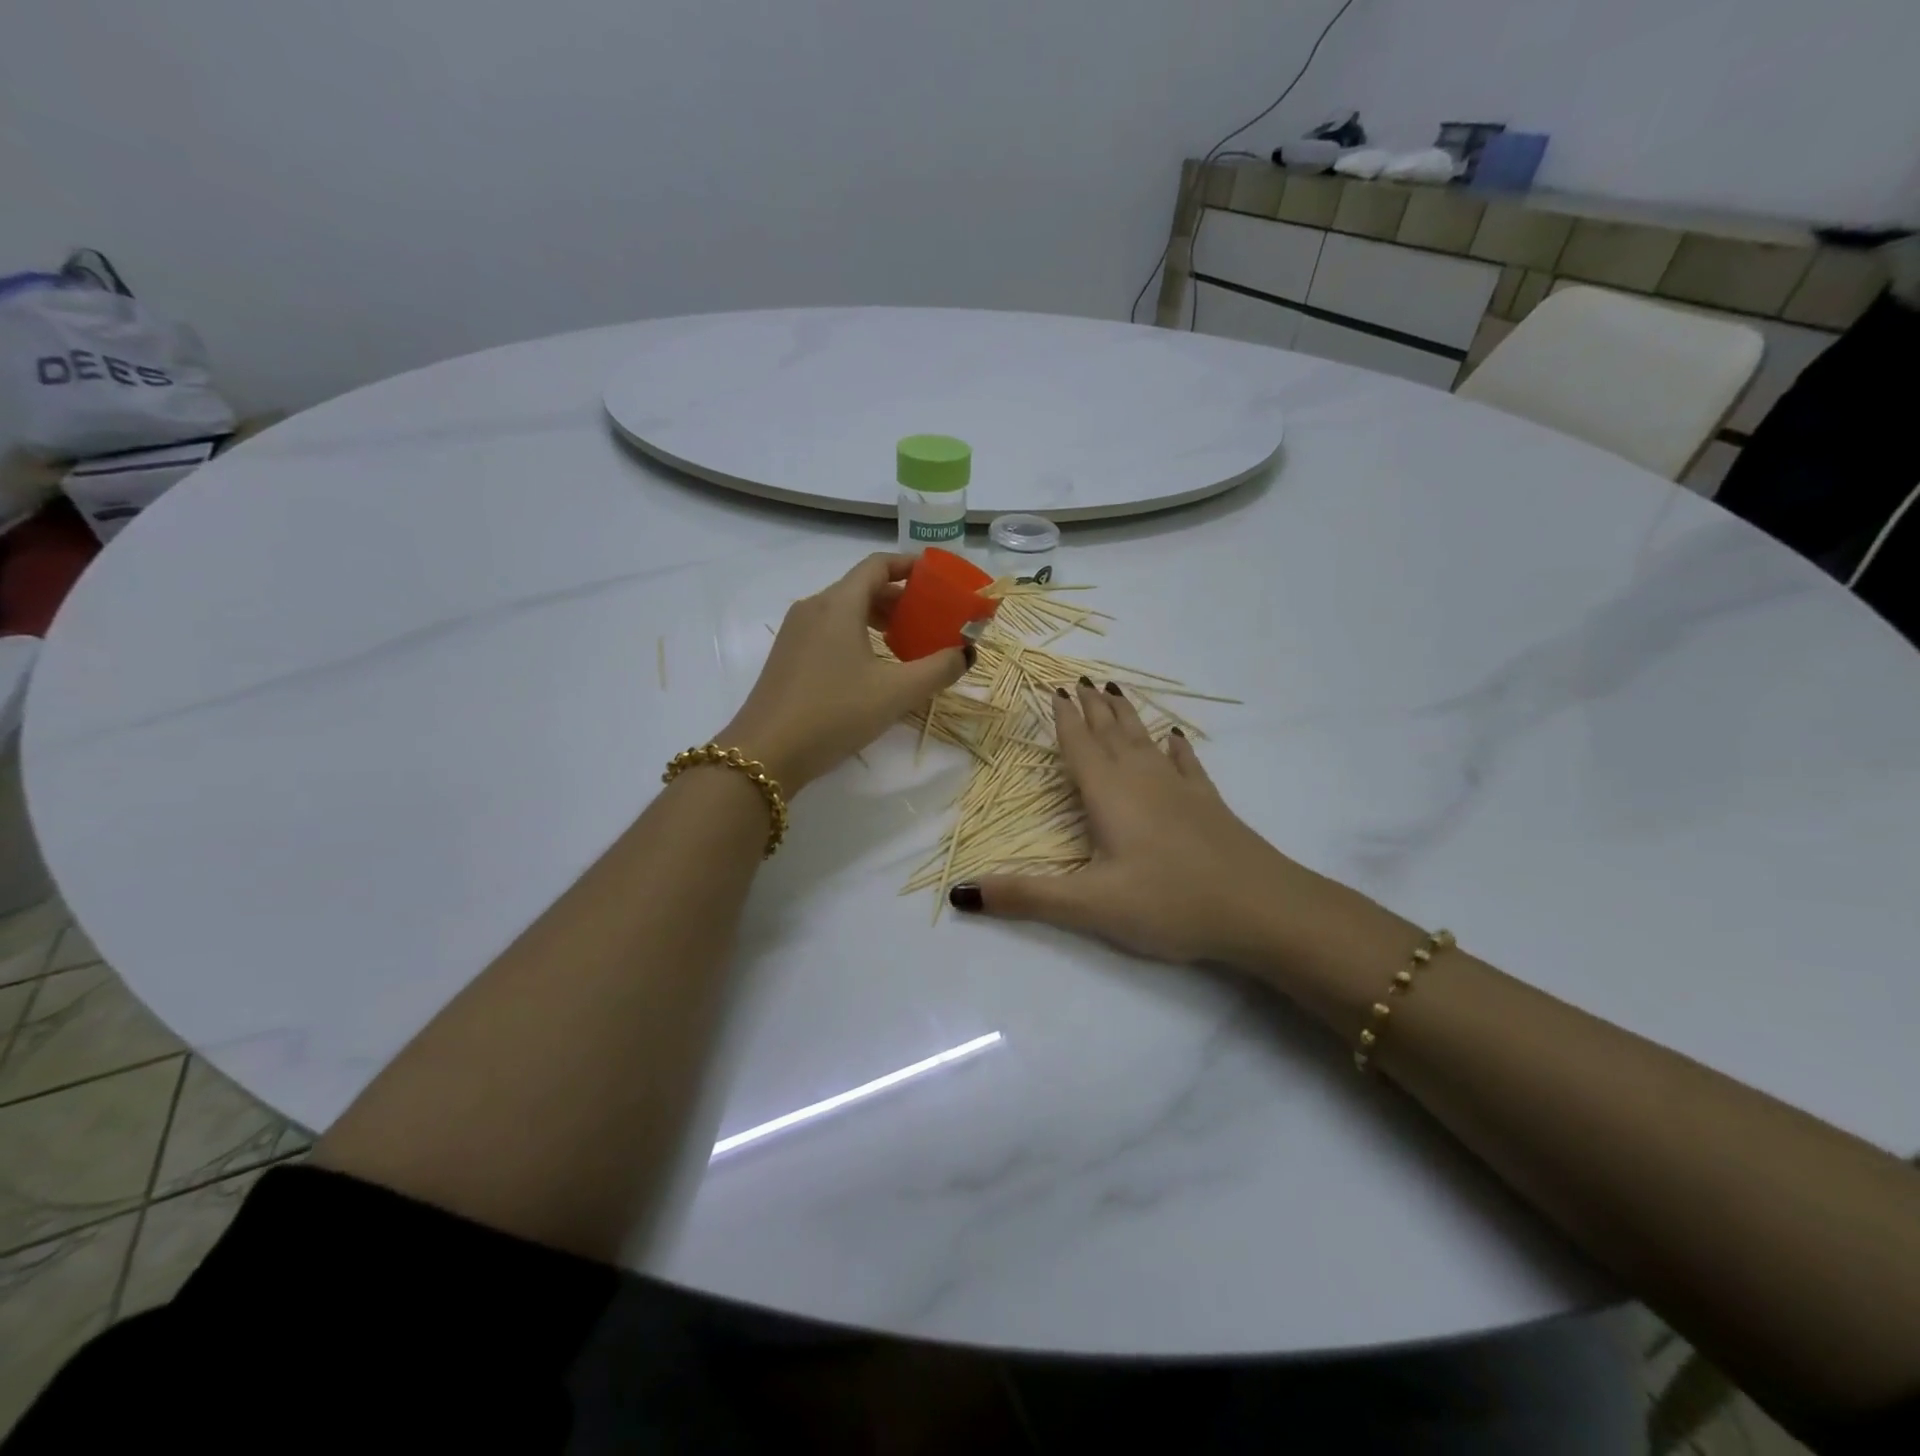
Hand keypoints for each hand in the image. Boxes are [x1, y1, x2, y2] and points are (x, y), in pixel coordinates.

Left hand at [718, 554, 971, 793]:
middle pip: (862, 586)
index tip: (938, 579)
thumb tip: (967, 653)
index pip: (878, 565)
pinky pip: (829, 630)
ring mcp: (795, 632)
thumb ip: (938, 669)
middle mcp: (813, 608)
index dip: (911, 566)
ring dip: (878, 618)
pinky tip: (872, 667)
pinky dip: (856, 635)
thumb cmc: (834, 714)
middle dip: (899, 598)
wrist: (765, 753)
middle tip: (930, 619)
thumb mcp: (896, 693)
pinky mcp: (787, 656)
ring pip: (844, 610)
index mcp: (838, 604)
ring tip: (906, 644)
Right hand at [952, 681, 1356, 970]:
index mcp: (1109, 794)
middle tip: (1079, 680)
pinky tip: (1175, 737)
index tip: (1054, 689)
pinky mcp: (1208, 804)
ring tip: (1115, 692)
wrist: (1260, 909)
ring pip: (1145, 741)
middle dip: (1092, 708)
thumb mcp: (1088, 905)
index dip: (1064, 719)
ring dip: (1127, 717)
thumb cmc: (1168, 902)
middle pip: (1111, 734)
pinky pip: (1186, 764)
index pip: (1080, 746)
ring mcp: (1180, 789)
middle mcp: (1142, 780)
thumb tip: (959, 892)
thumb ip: (1024, 896)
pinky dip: (1176, 748)